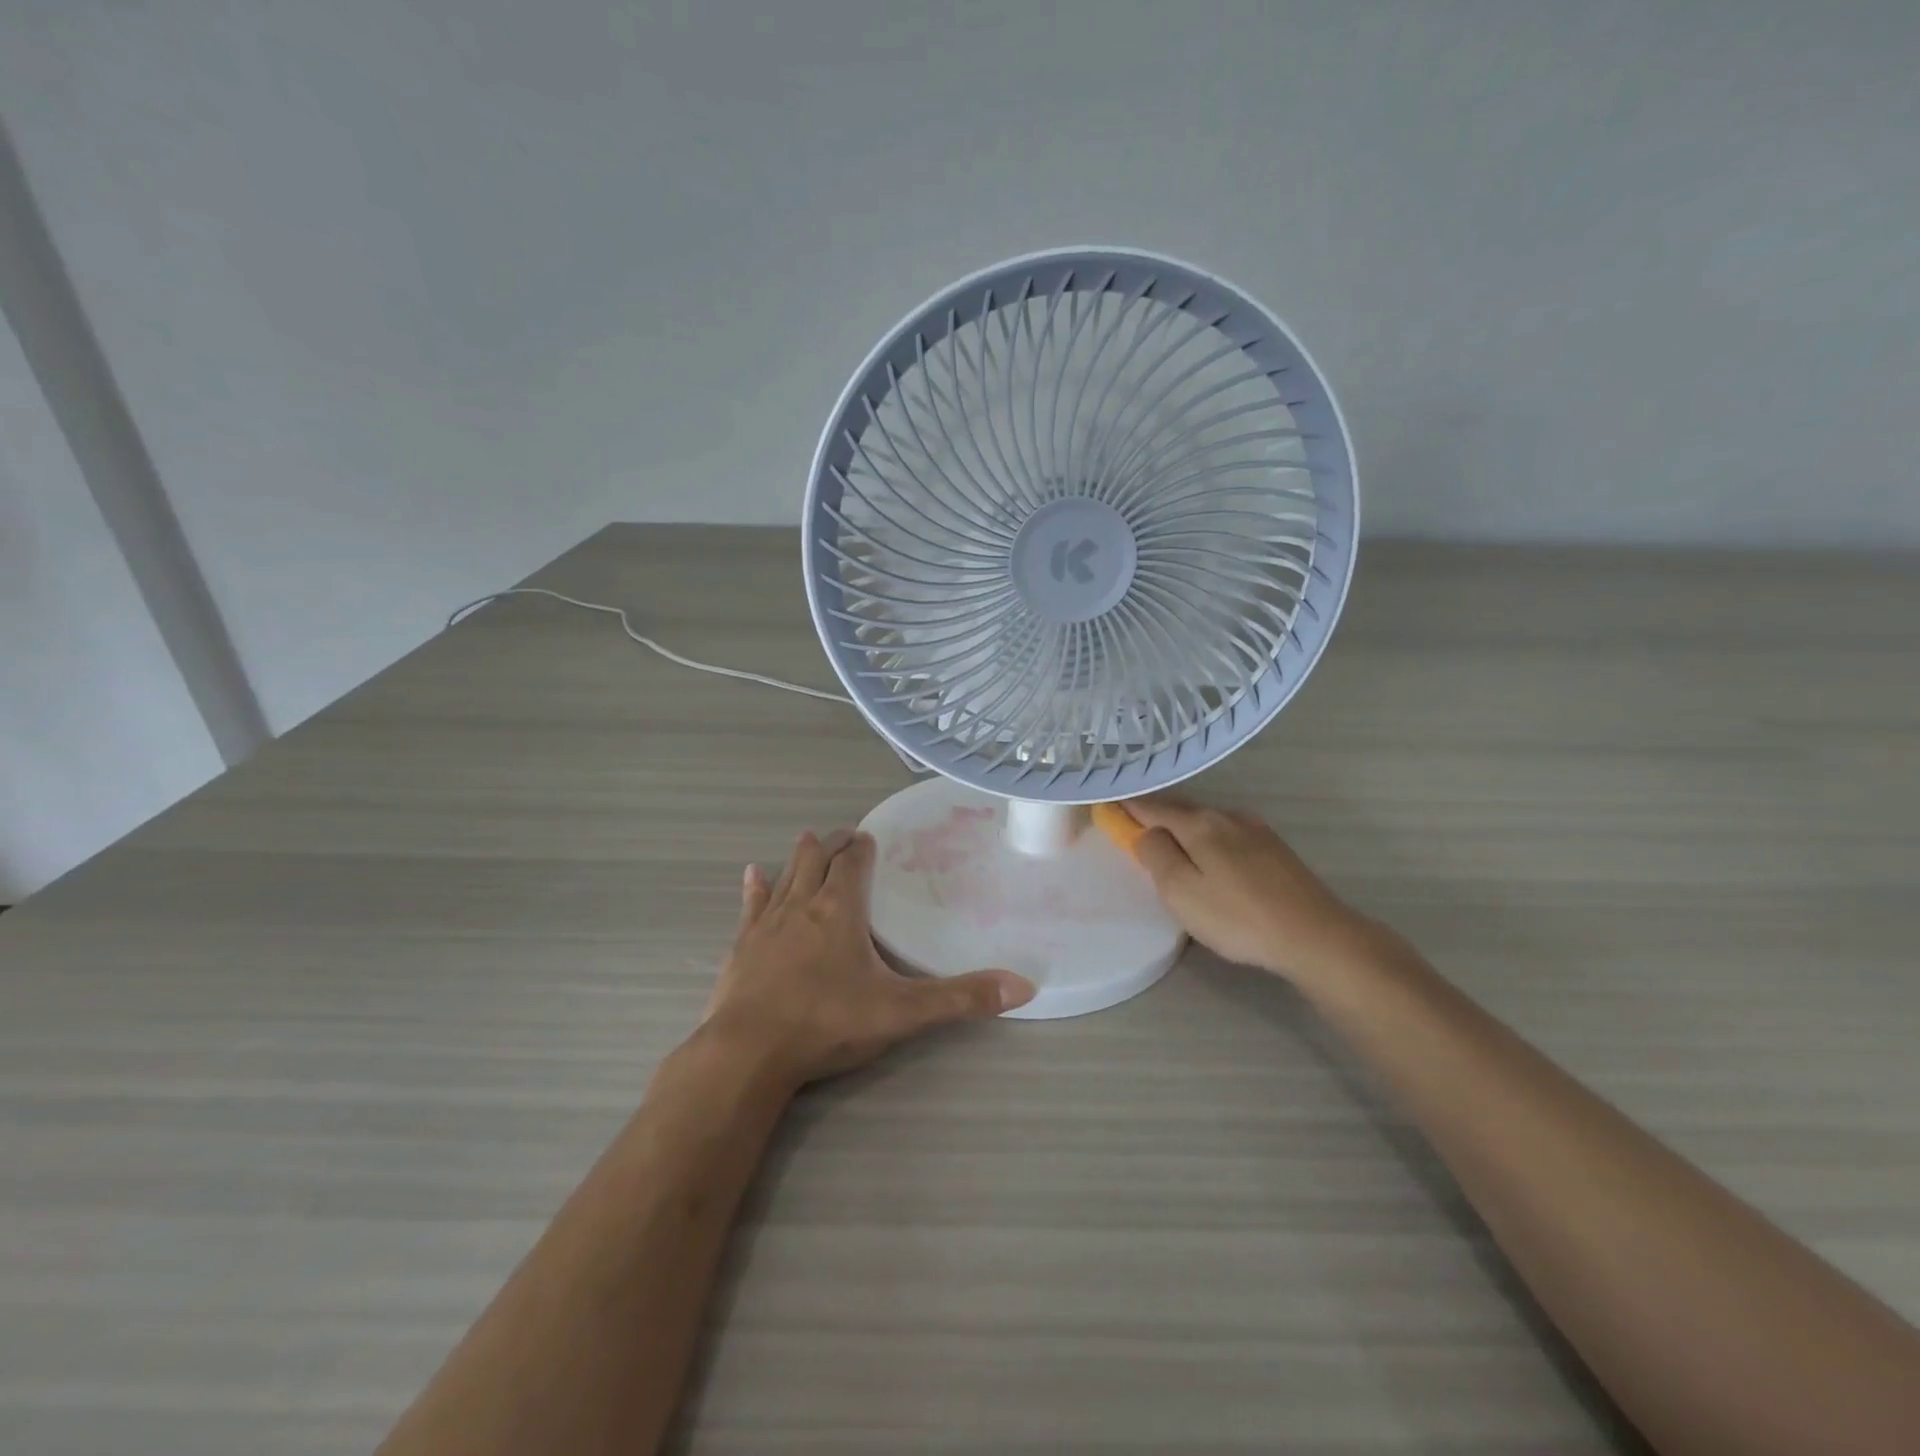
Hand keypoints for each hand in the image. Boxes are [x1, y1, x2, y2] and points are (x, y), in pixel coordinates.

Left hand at [701, 827, 1035, 1086]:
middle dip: (834, 845)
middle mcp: (803, 906)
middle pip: (819, 862)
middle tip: (844, 834)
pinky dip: (755, 889)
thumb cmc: (828, 1023)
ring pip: (787, 877)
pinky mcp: (741, 948)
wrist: (749, 1053)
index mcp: (840, 910)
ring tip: (808, 837)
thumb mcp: (902, 1012)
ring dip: (800, 858)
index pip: (853, 865)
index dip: (862, 848)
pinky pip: (751, 907)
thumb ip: (961, 998)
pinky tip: (751, 874)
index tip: (868, 837)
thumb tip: (1023, 987)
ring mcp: (767, 925)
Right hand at [1124, 796, 1380, 986]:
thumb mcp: (1181, 891)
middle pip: (1181, 810)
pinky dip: (1208, 839)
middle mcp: (1227, 816)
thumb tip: (1146, 833)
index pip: (1152, 807)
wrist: (1315, 935)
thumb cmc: (1238, 917)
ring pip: (1206, 822)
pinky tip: (1211, 857)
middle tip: (1134, 827)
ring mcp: (1255, 830)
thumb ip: (1156, 855)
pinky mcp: (1275, 849)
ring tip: (1170, 844)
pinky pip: (1227, 834)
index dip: (1128, 807)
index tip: (1107, 805)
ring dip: (1183, 828)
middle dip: (1155, 816)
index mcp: (1199, 824)